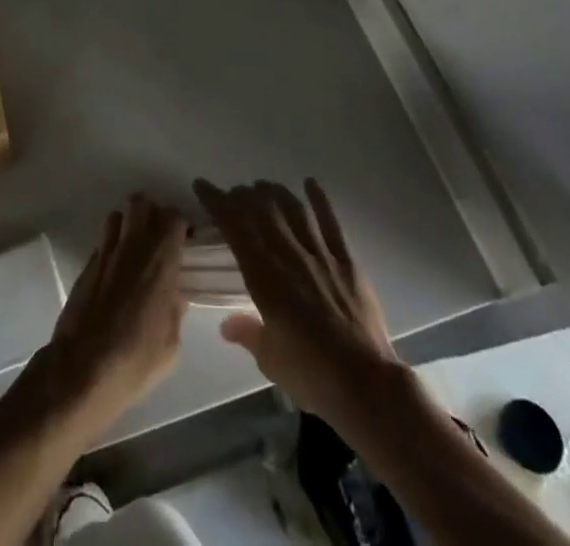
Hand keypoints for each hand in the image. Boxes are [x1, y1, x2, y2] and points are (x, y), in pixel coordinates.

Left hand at [45, 194, 187, 429]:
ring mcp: (106, 252)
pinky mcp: (86, 264)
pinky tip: (116, 271)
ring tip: (135, 248)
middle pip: (141, 202)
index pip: (173, 217)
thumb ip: (176, 311)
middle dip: (152, 213)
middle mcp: (133, 246)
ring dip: (129, 224)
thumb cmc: (135, 359)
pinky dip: (112, 246)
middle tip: (159, 238)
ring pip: (118, 215)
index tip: (185, 241)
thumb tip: (174, 296)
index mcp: (160, 260)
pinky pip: (103, 241)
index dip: (180, 224)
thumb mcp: (171, 344)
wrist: (83, 368)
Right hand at [192, 178, 394, 417]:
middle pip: (262, 210)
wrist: (366, 386)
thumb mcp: (270, 360)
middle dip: (243, 195)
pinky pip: (331, 222)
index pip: (235, 227)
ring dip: (274, 193)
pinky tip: (309, 184)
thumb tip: (226, 324)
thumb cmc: (312, 375)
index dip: (217, 202)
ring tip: (262, 188)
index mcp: (265, 277)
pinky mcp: (347, 261)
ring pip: (292, 209)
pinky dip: (319, 200)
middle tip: (233, 195)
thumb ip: (247, 333)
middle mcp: (289, 255)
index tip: (203, 187)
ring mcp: (321, 254)